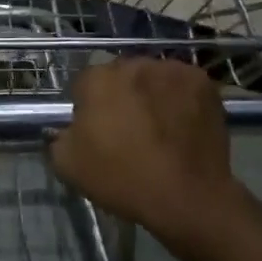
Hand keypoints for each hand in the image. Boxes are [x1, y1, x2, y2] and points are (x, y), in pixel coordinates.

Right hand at [49, 58, 238, 246]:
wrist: (187, 196)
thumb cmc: (123, 180)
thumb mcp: (68, 165)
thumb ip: (60, 136)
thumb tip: (70, 128)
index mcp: (98, 79)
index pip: (85, 84)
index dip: (89, 108)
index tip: (98, 132)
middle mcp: (133, 64)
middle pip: (121, 76)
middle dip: (122, 95)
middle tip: (130, 129)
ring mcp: (171, 70)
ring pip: (153, 77)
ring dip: (152, 93)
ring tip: (161, 127)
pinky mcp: (201, 81)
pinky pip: (183, 85)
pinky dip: (181, 98)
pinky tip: (183, 124)